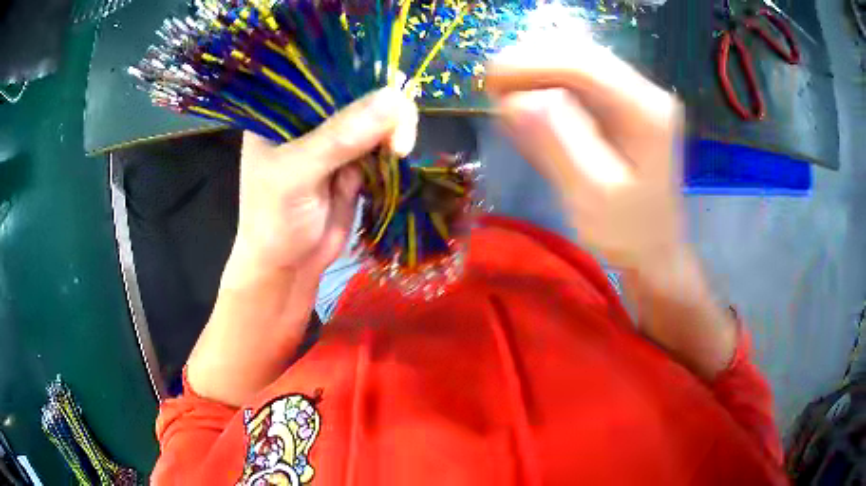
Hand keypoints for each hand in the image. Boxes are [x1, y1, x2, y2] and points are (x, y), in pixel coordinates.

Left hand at [223, 87, 417, 289]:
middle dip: (384, 105)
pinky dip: (394, 145)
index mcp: (282, 108)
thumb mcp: (298, 175)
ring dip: (393, 128)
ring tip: (399, 150)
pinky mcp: (355, 159)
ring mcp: (334, 137)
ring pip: (375, 115)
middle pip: (356, 90)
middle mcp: (309, 116)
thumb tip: (394, 100)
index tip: (389, 85)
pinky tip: (398, 154)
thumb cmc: (274, 220)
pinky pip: (382, 140)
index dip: (359, 69)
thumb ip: (340, 138)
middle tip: (398, 135)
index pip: (322, 72)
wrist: (288, 267)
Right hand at [487, 42, 736, 378]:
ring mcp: (636, 95)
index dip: (532, 63)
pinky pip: (582, 78)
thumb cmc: (627, 232)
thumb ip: (558, 144)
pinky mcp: (625, 103)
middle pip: (581, 54)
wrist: (656, 248)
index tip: (490, 80)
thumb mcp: (591, 196)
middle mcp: (645, 92)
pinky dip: (550, 82)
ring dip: (538, 69)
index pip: (584, 64)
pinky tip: (531, 100)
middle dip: (531, 62)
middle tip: (492, 87)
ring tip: (506, 93)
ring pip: (578, 60)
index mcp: (646, 112)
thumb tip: (517, 99)